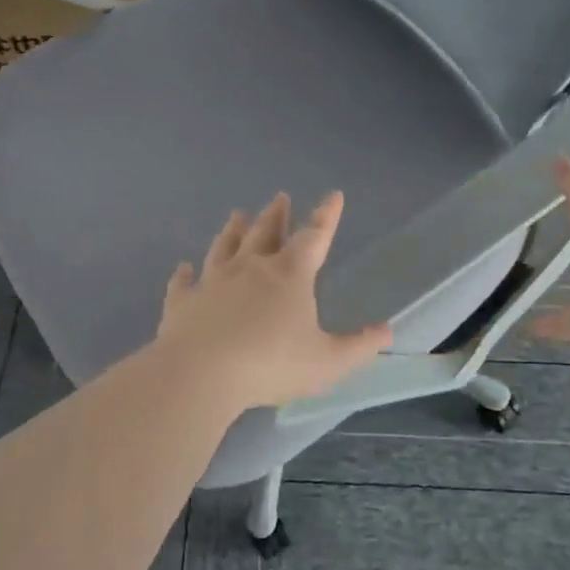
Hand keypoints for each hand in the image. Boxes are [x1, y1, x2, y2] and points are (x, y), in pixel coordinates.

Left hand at [156, 191, 392, 409]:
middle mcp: (251, 268)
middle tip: (280, 197)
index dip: (327, 216)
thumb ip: (358, 346)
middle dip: (276, 214)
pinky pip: (183, 282)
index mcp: (289, 275)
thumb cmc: (271, 365)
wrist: (201, 374)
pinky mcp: (182, 302)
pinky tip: (183, 267)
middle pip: (265, 232)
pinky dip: (184, 274)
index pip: (314, 237)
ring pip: (224, 247)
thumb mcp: (328, 361)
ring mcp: (213, 282)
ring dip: (232, 230)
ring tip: (236, 214)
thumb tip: (387, 330)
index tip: (333, 195)